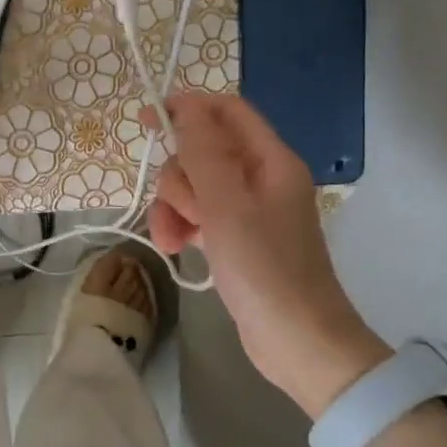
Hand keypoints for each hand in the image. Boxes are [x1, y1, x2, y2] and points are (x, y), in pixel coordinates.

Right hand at [148, 92, 390, 417]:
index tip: (150, 120)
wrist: (296, 341)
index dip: (189, 108)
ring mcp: (246, 210)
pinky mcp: (234, 239)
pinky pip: (197, 216)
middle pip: (202, 152)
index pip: (227, 112)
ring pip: (193, 187)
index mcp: (270, 161)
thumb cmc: (264, 268)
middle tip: (183, 209)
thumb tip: (186, 105)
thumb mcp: (227, 204)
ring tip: (172, 241)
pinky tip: (177, 250)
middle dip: (178, 178)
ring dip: (173, 208)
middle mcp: (260, 179)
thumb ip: (203, 152)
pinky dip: (181, 227)